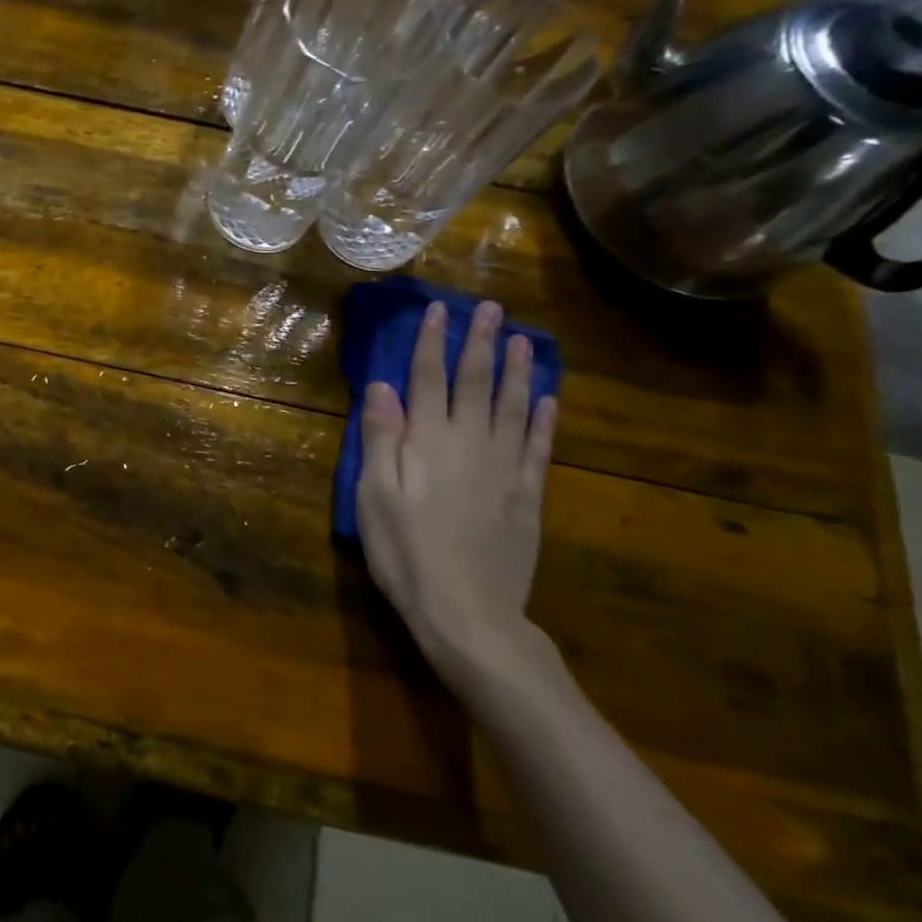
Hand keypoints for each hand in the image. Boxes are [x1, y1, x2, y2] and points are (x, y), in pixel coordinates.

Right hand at [357, 300, 556, 686]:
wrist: (467, 612)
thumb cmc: (405, 551)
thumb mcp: (374, 494)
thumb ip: (379, 437)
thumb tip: (381, 385)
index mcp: (427, 440)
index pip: (427, 378)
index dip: (431, 342)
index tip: (437, 309)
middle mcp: (470, 443)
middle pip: (477, 383)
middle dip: (481, 343)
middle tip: (492, 309)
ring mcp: (505, 469)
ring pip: (514, 407)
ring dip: (519, 371)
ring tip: (524, 340)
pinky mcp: (527, 496)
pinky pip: (539, 448)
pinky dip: (544, 421)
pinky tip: (548, 400)